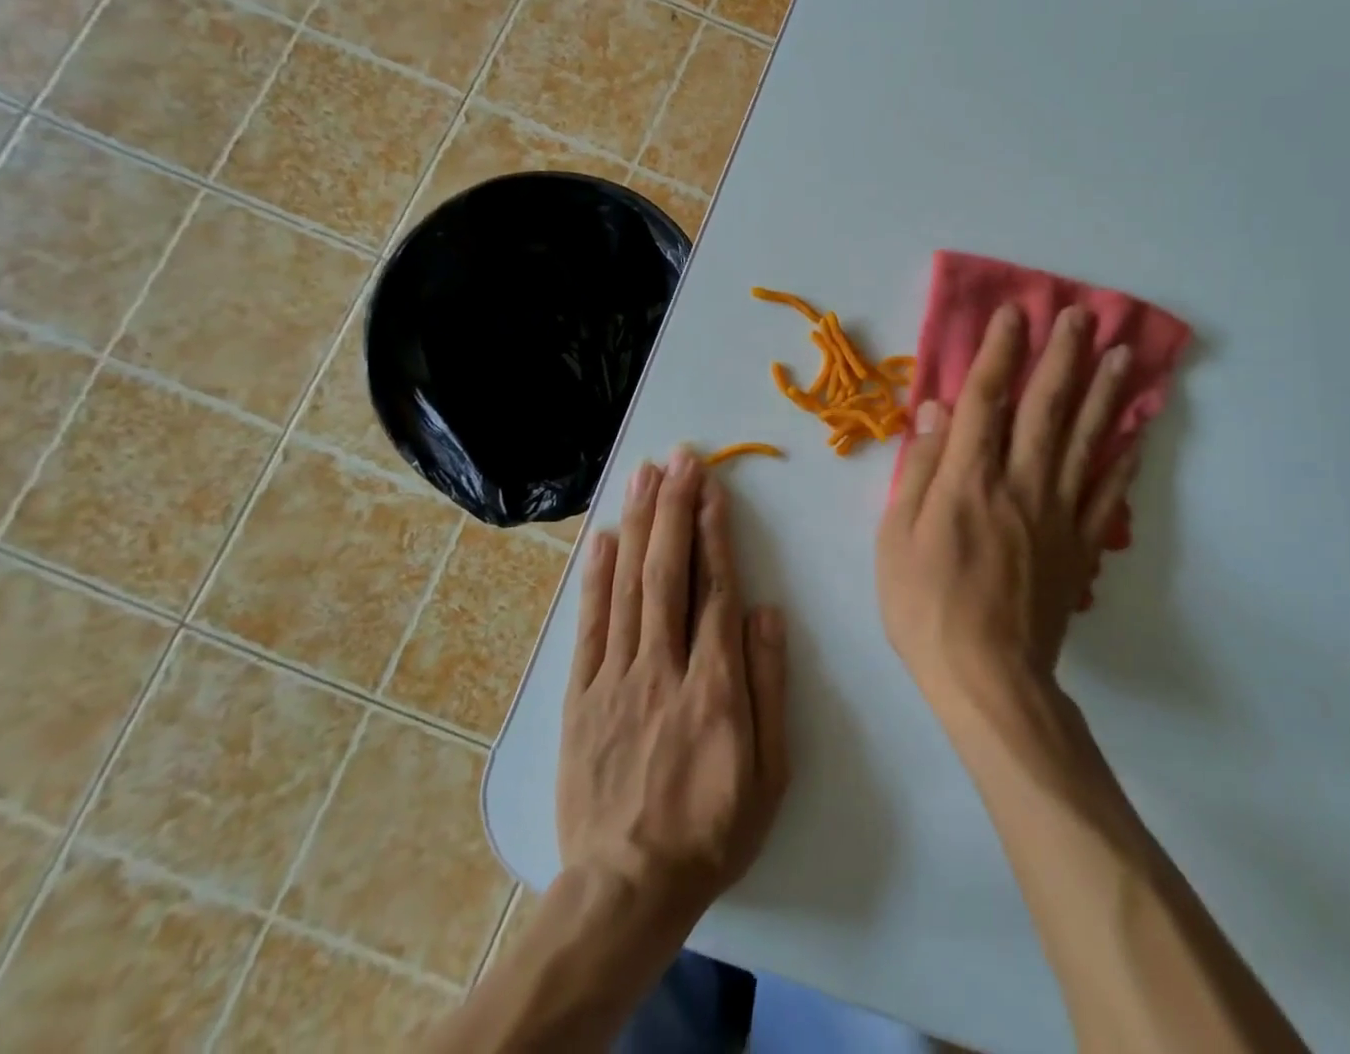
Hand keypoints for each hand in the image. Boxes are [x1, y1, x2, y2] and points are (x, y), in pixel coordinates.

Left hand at [558, 450, 789, 933]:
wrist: (626, 890)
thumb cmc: (711, 829)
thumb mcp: (769, 772)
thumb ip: (769, 686)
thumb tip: (766, 612)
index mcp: (715, 686)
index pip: (715, 590)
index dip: (714, 533)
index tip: (711, 489)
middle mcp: (663, 668)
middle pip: (668, 573)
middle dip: (674, 508)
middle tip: (678, 459)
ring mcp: (615, 679)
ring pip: (628, 586)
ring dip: (637, 525)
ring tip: (643, 476)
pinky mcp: (580, 697)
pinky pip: (589, 626)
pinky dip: (594, 578)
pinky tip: (602, 538)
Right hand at [877, 304, 1140, 700]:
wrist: (988, 679)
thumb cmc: (926, 607)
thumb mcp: (896, 538)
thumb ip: (921, 469)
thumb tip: (935, 410)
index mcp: (969, 480)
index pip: (986, 400)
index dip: (1000, 353)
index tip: (1014, 314)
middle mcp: (1020, 484)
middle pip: (1045, 408)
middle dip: (1062, 357)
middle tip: (1080, 314)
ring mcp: (1058, 514)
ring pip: (1085, 441)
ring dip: (1103, 393)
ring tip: (1122, 354)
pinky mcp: (1080, 546)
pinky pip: (1107, 493)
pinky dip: (1124, 458)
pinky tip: (1137, 431)